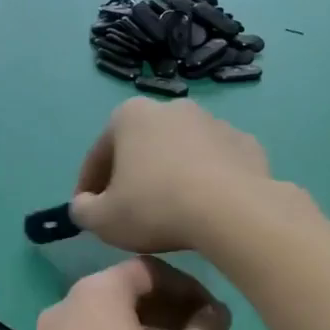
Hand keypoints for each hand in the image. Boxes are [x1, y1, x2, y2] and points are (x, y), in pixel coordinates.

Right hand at [70, 98, 271, 255]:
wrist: (232, 211)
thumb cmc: (156, 208)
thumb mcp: (102, 220)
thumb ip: (83, 211)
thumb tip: (84, 206)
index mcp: (130, 116)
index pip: (98, 155)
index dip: (88, 187)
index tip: (88, 212)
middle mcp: (172, 108)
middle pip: (141, 149)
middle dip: (132, 176)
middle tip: (128, 212)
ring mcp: (214, 123)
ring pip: (180, 154)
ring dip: (171, 177)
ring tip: (170, 213)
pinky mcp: (247, 144)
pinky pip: (216, 165)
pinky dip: (207, 182)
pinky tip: (205, 209)